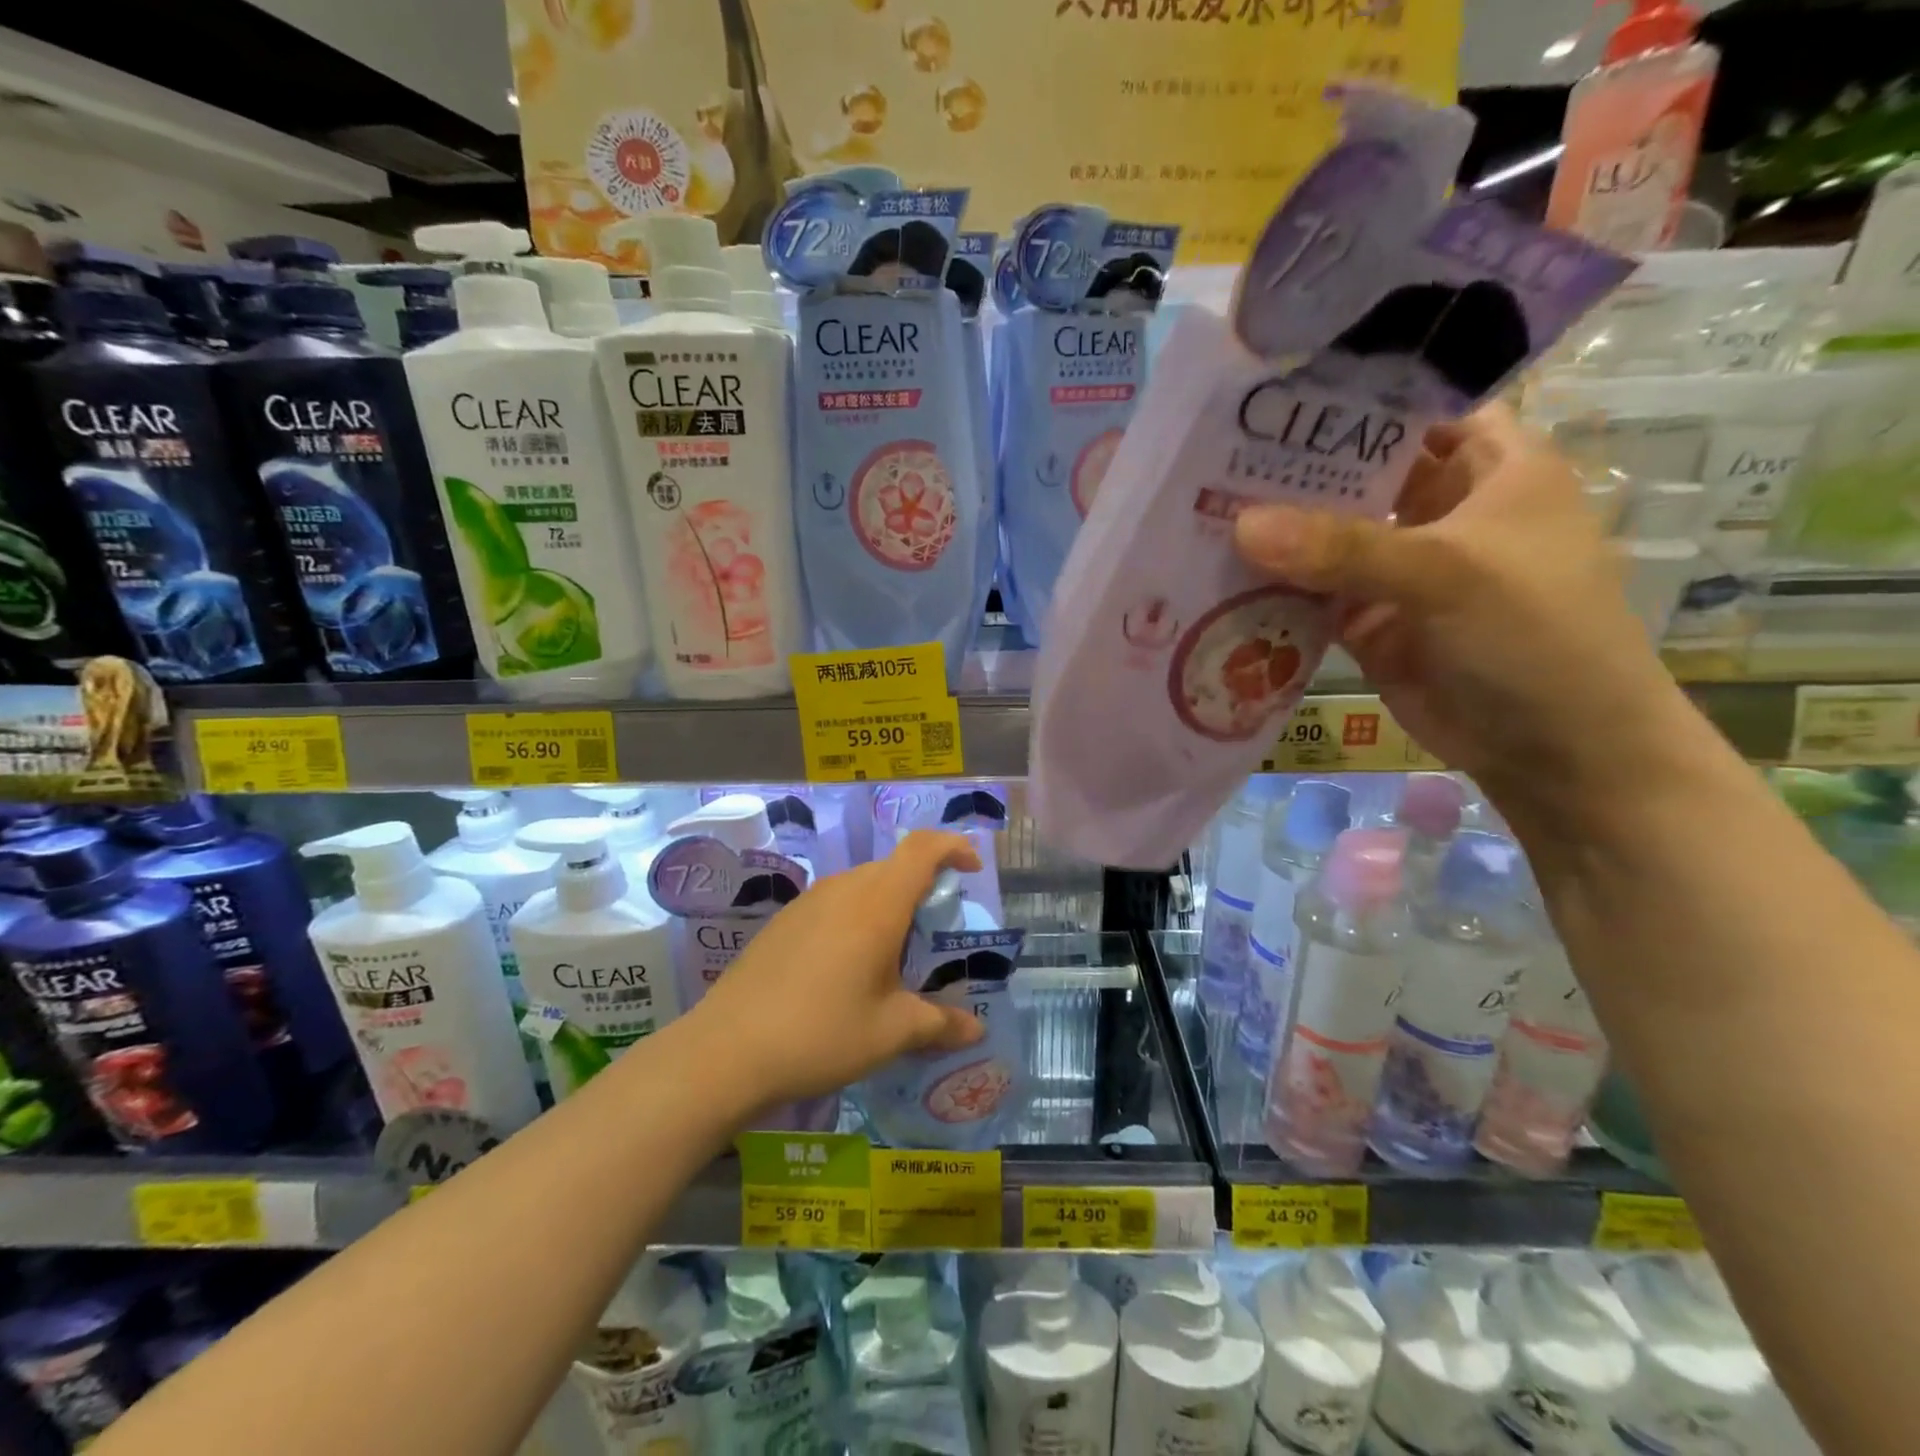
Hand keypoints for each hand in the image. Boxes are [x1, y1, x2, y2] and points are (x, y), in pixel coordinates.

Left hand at [689, 831, 986, 1106]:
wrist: (725, 1051)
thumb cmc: (821, 1033)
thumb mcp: (891, 1033)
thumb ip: (939, 1024)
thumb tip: (975, 1029)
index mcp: (877, 904)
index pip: (923, 848)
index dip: (953, 847)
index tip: (972, 870)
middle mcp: (843, 889)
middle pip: (894, 867)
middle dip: (924, 888)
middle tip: (935, 935)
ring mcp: (808, 902)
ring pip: (863, 884)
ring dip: (888, 905)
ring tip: (893, 956)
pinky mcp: (784, 920)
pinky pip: (834, 902)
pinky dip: (857, 918)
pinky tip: (846, 968)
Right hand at [1232, 402, 1695, 823]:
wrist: (1553, 749)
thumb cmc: (1533, 634)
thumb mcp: (1448, 573)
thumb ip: (1345, 548)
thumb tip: (1241, 525)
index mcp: (1488, 467)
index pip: (1414, 410)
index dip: (1352, 400)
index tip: (1270, 397)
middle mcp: (1439, 509)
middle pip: (1356, 475)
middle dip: (1292, 471)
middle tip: (1208, 458)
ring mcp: (1398, 569)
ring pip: (1326, 538)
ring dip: (1274, 533)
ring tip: (1197, 513)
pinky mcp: (1368, 621)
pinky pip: (1310, 595)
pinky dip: (1273, 590)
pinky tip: (1217, 578)